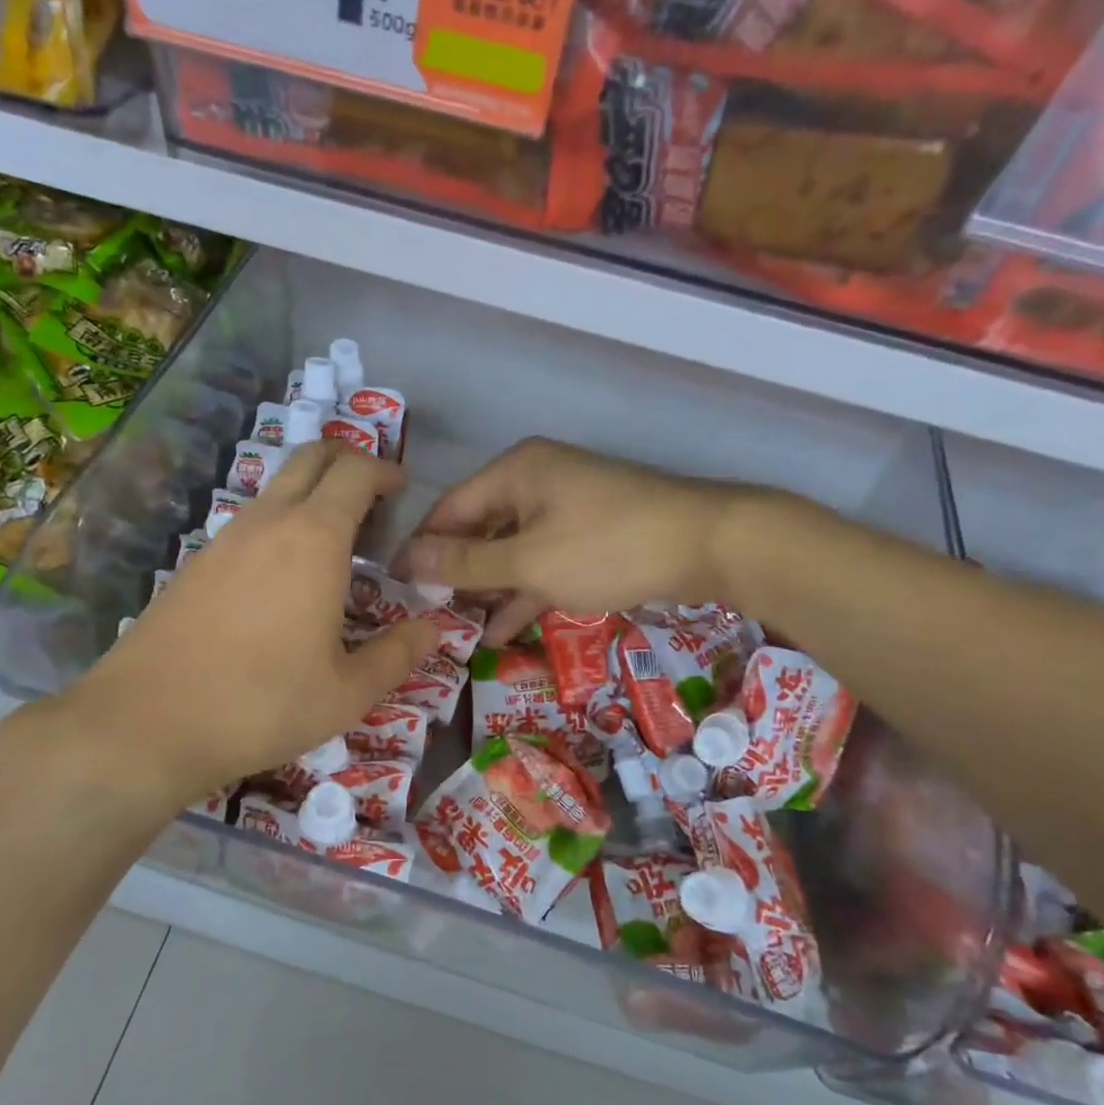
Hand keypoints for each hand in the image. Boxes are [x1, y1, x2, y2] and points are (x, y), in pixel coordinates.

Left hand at [19, 442, 437, 813]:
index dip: (385, 470)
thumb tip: (432, 628)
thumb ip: (398, 654)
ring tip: (337, 544)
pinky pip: (251, 521)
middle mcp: (269, 522)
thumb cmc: (262, 704)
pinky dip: (281, 524)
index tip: (403, 490)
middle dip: (348, 461)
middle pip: (312, 457)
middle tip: (374, 498)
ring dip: (313, 495)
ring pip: (277, 488)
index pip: (356, 471)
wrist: (145, 723)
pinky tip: (285, 578)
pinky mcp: (197, 562)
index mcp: (315, 538)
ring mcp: (225, 537)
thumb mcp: (347, 692)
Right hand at [396, 438, 760, 643]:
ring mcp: (565, 510)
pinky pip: (542, 562)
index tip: (397, 587)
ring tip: (459, 631)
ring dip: (489, 589)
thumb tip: (408, 559)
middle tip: (427, 617)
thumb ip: (467, 563)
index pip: (450, 508)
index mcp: (515, 472)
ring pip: (511, 550)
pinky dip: (524, 592)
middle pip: (480, 529)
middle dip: (456, 574)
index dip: (422, 547)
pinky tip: (501, 632)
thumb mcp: (529, 560)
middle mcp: (535, 482)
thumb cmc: (606, 546)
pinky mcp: (589, 537)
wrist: (705, 545)